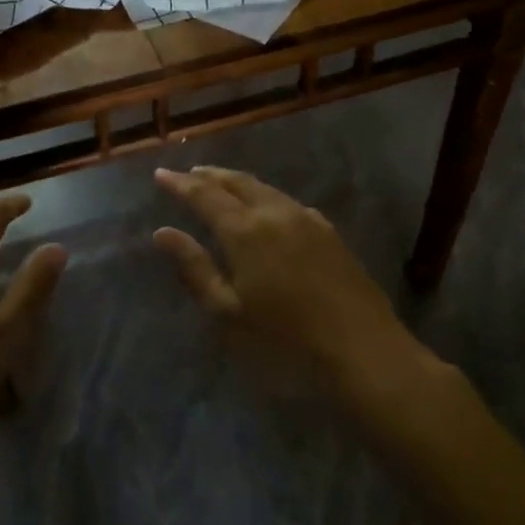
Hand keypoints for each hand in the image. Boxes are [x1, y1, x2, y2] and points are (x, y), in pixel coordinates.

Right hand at [152, 166, 414, 386]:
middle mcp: (276, 214)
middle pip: (237, 183)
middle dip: (210, 176)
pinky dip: (265, 197)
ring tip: (220, 184)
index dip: (180, 184)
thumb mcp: (229, 311)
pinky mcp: (329, 234)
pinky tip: (267, 208)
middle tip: (189, 173)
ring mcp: (307, 221)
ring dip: (238, 183)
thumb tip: (163, 233)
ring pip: (265, 189)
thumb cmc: (285, 340)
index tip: (160, 174)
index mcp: (245, 231)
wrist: (363, 351)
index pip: (204, 196)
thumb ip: (195, 268)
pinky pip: (288, 203)